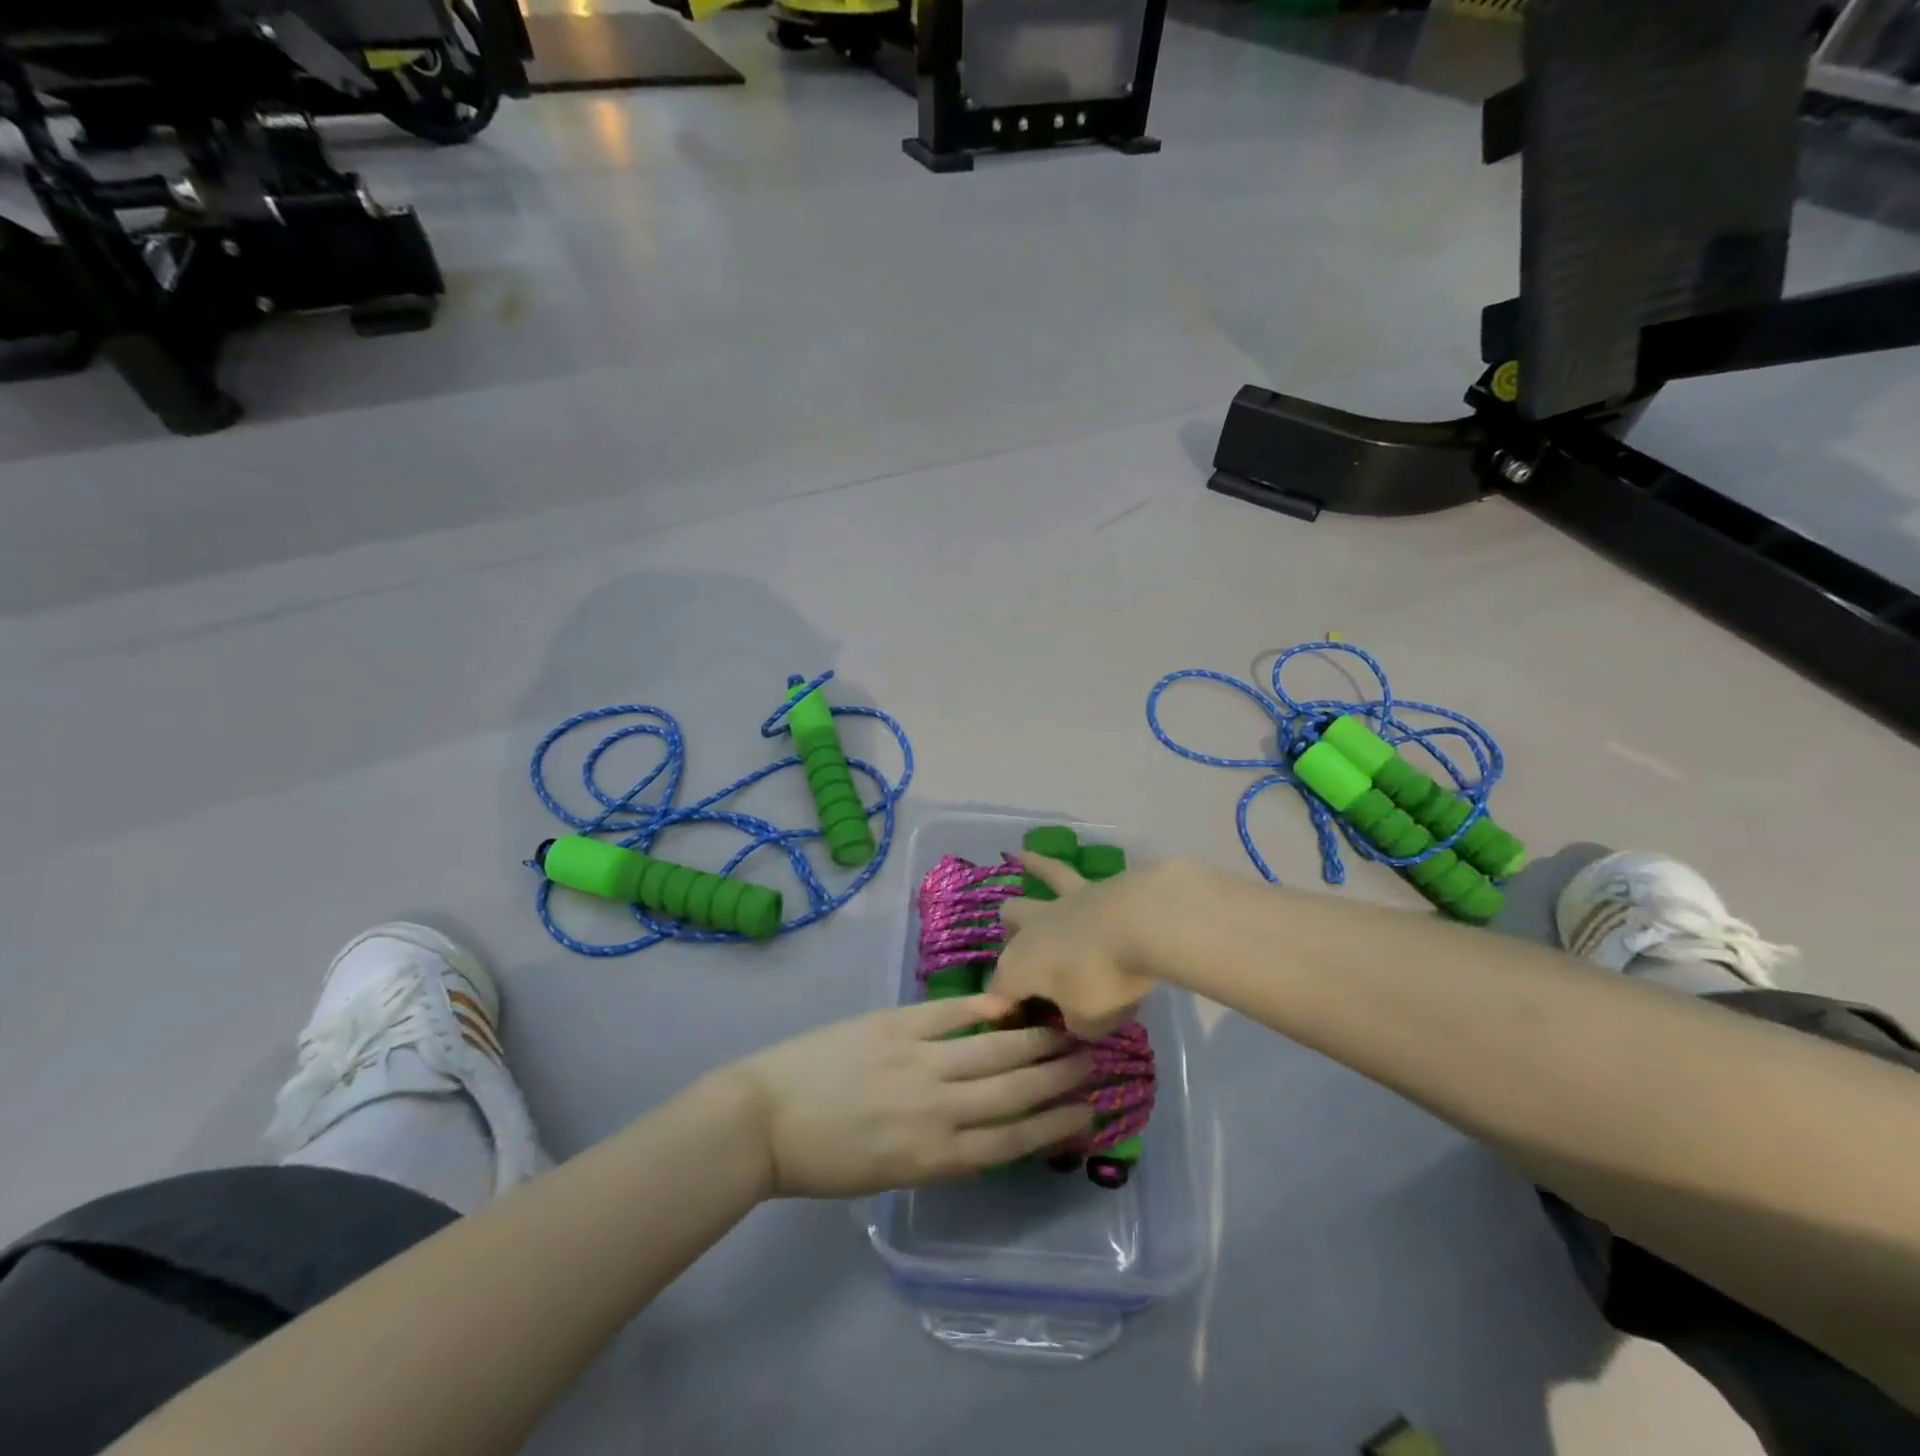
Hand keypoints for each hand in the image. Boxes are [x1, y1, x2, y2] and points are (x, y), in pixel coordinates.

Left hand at [727, 996, 1094, 1198]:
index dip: (1056, 1124)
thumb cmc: (823, 1159)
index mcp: (934, 1156)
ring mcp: (918, 1061)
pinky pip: (950, 1015)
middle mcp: (937, 1109)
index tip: (1090, 1110)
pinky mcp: (895, 1025)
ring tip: (1068, 1030)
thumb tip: (984, 1121)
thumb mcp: (889, 1172)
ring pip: (993, 1050)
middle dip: (1059, 1077)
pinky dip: (983, 1007)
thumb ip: (940, 1147)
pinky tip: (1010, 1002)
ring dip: (1035, 1040)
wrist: (763, 1120)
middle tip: (1095, 1060)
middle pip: (1014, 1091)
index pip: (1013, 1140)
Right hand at [991, 853, 1161, 1038]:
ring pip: (1028, 897)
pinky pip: (1061, 873)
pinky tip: (1035, 854)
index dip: (1002, 1008)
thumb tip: (1075, 1016)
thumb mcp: (1090, 1022)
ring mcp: (1058, 905)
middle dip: (1009, 943)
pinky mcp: (1089, 888)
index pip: (999, 991)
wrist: (1140, 923)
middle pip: (1007, 934)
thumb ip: (1076, 1022)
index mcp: (1019, 968)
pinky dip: (1044, 864)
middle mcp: (1030, 932)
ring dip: (1020, 893)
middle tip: (1024, 958)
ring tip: (1016, 869)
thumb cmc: (1106, 979)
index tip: (1013, 1021)